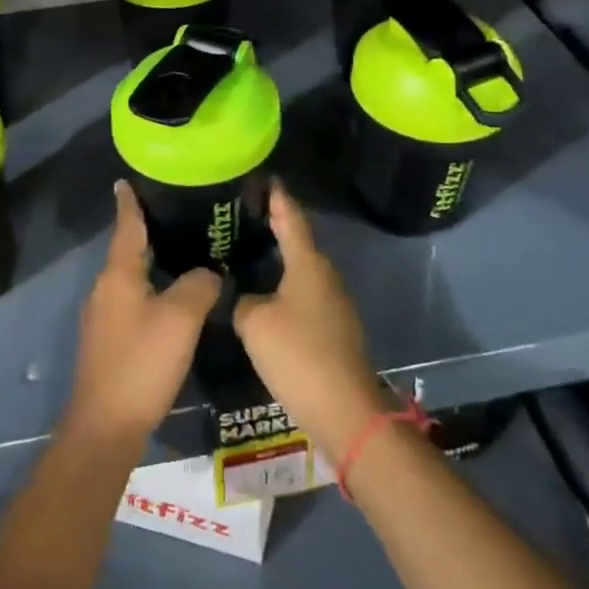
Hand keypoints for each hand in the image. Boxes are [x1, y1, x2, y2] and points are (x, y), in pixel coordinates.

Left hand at [64, 181, 221, 458]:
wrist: (106, 426)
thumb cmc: (142, 362)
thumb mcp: (181, 317)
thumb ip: (198, 285)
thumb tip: (208, 274)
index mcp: (118, 275)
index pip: (126, 226)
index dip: (129, 202)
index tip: (126, 180)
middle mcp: (105, 289)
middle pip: (128, 250)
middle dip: (148, 231)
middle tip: (179, 214)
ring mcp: (103, 317)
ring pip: (130, 278)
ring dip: (151, 262)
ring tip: (183, 251)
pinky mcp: (108, 341)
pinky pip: (132, 301)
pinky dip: (151, 289)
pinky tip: (173, 298)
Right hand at [233, 183, 389, 459]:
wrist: (345, 410)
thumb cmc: (298, 355)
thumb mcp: (255, 323)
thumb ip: (242, 302)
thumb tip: (244, 296)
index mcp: (308, 264)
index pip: (291, 218)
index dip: (277, 198)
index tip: (267, 178)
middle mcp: (325, 276)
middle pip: (298, 243)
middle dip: (275, 228)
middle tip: (244, 217)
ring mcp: (334, 303)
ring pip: (301, 272)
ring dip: (279, 262)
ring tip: (249, 253)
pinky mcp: (335, 329)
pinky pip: (305, 296)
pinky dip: (285, 289)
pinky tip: (266, 297)